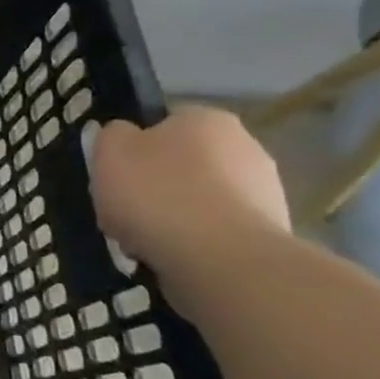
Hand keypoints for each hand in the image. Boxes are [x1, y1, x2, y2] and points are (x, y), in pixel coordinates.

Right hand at [90, 106, 290, 270]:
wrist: (220, 259)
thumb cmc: (157, 193)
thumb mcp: (109, 150)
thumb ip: (112, 135)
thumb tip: (125, 138)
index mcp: (207, 119)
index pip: (164, 123)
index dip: (135, 147)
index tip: (117, 173)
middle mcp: (246, 146)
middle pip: (185, 163)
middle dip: (158, 184)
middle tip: (127, 208)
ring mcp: (266, 192)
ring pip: (201, 200)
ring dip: (176, 216)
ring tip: (145, 240)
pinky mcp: (270, 235)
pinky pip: (218, 232)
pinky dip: (196, 242)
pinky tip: (174, 257)